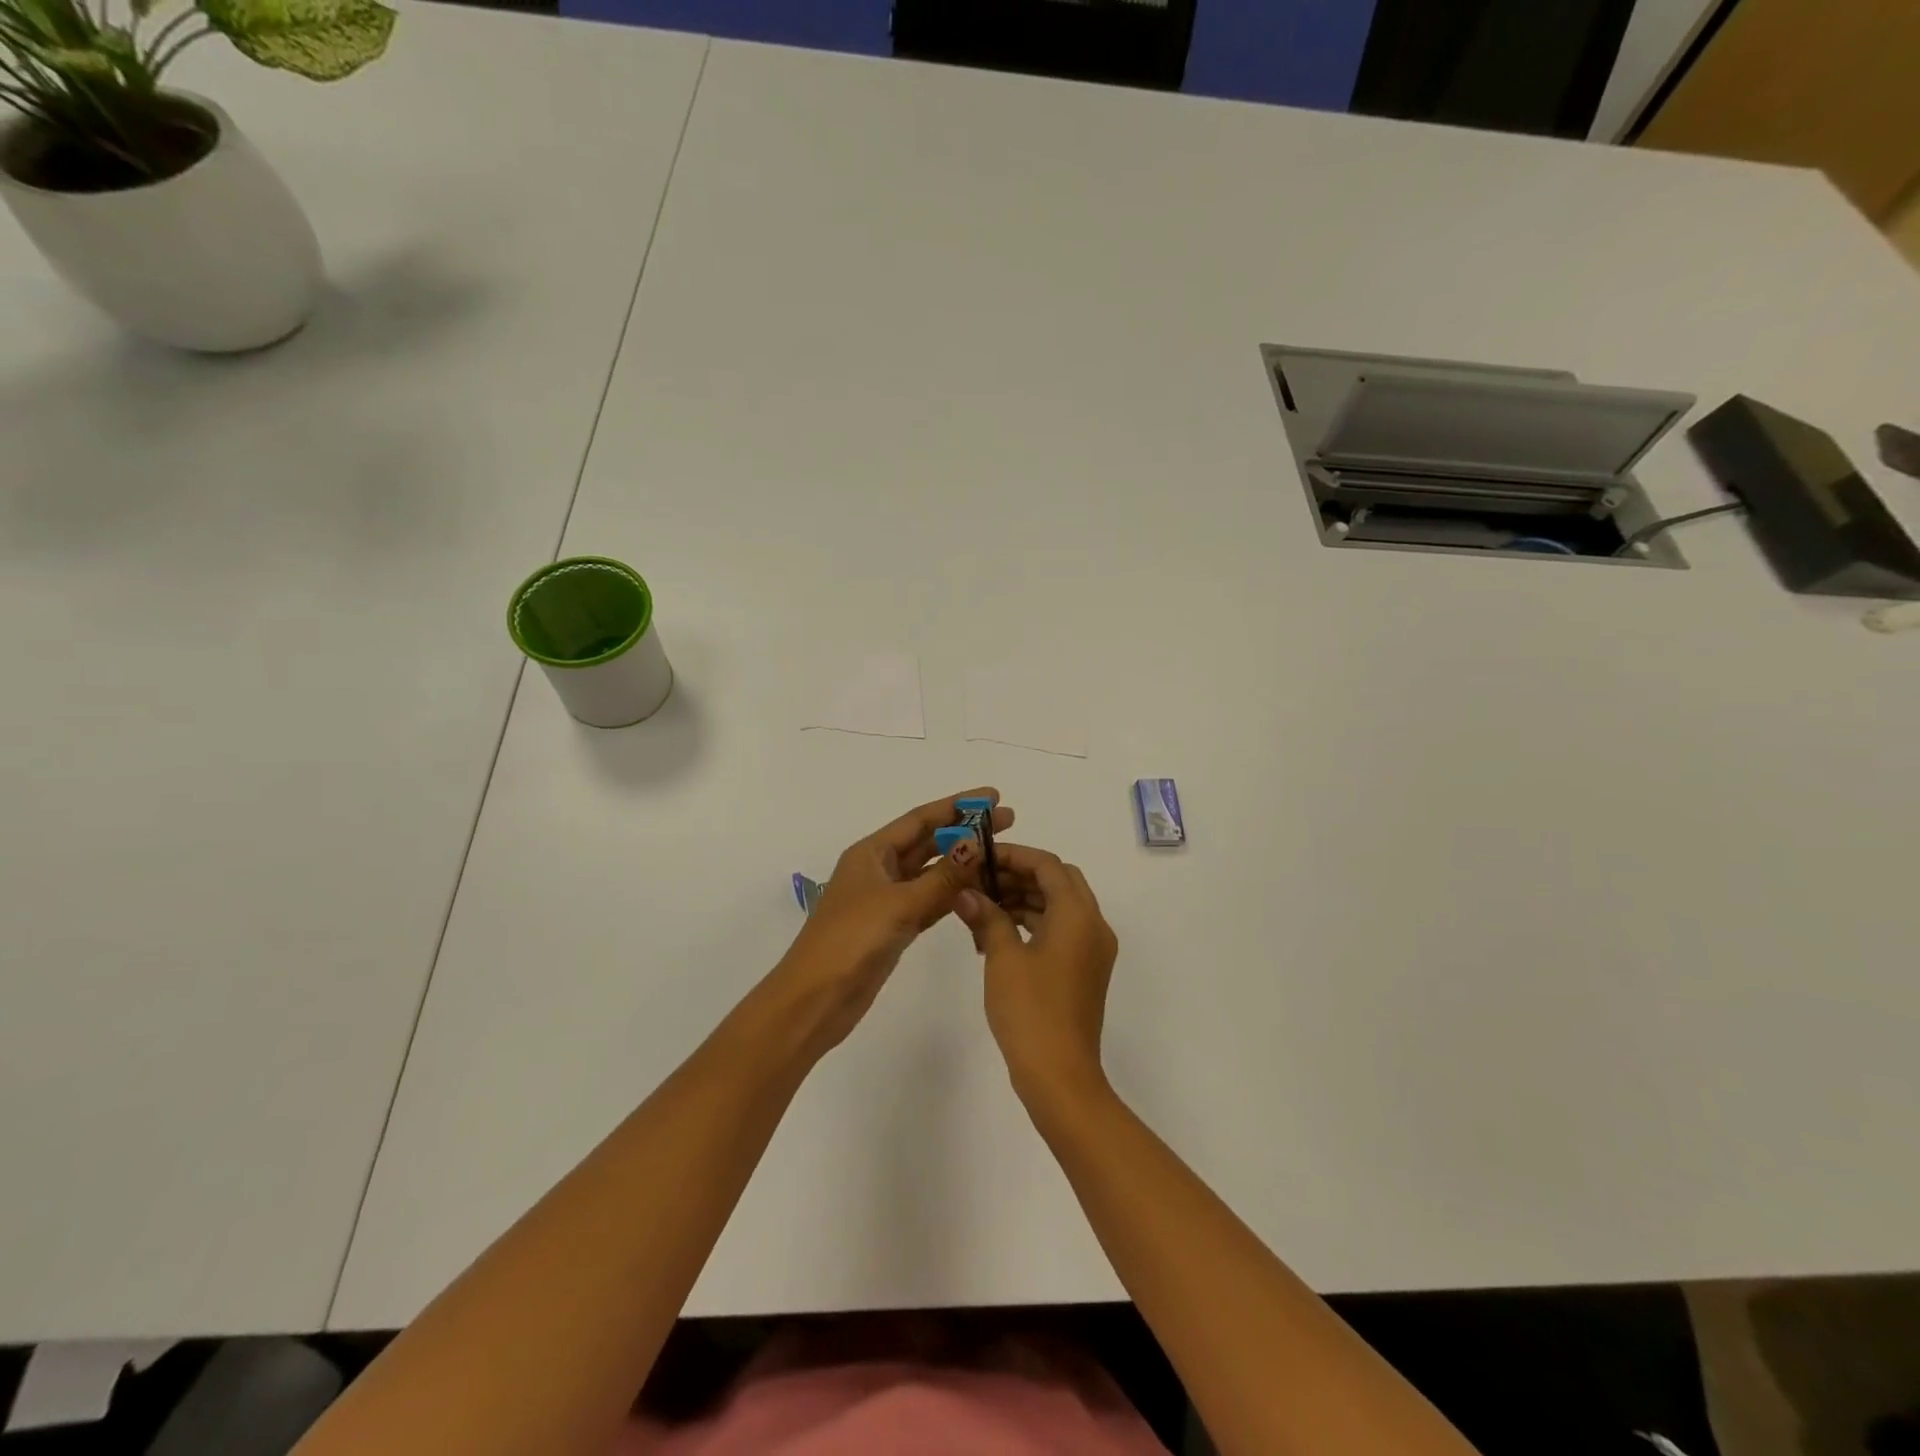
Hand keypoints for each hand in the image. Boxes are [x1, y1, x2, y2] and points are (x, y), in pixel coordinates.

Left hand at [772, 788, 1012, 1057]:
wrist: (815, 999)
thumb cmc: (850, 941)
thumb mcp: (899, 904)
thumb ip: (942, 877)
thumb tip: (977, 844)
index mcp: (872, 853)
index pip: (920, 819)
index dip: (957, 805)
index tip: (993, 796)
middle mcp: (879, 869)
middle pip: (928, 842)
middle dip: (965, 831)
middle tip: (1008, 821)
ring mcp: (886, 900)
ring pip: (931, 873)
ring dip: (962, 863)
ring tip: (1000, 853)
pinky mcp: (894, 927)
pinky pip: (930, 901)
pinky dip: (953, 894)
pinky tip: (980, 890)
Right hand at [952, 844, 1117, 1109]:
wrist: (1060, 1076)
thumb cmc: (1030, 1010)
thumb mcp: (1003, 958)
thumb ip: (986, 917)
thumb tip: (966, 893)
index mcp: (1078, 915)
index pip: (1048, 865)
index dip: (1014, 855)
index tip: (980, 857)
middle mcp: (1093, 925)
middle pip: (1058, 881)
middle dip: (1019, 875)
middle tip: (980, 880)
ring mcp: (1092, 950)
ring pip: (1059, 906)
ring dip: (1024, 899)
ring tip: (981, 906)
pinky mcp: (1084, 970)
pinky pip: (1060, 930)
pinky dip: (1032, 923)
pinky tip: (996, 933)